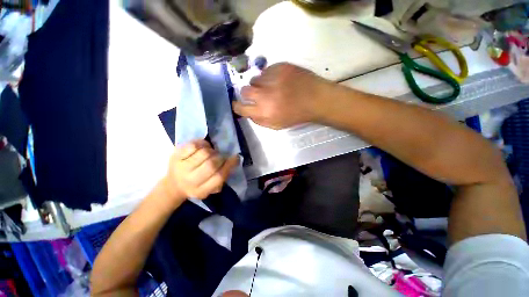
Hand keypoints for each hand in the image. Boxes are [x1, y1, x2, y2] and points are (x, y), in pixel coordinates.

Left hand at [163, 140, 238, 202]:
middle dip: (220, 158)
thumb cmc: (197, 186)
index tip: (235, 157)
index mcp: (201, 190)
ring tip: (211, 152)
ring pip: (204, 153)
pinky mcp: (175, 156)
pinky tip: (203, 147)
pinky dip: (202, 143)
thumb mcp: (211, 188)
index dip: (229, 165)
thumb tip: (234, 160)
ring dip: (211, 151)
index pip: (219, 177)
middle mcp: (190, 181)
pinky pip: (193, 145)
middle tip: (220, 156)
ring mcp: (181, 167)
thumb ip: (222, 177)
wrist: (174, 185)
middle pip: (211, 164)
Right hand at [232, 63, 333, 129]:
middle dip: (248, 94)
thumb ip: (259, 120)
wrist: (315, 99)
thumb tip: (248, 112)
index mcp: (264, 111)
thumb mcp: (276, 125)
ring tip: (272, 88)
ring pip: (255, 79)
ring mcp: (272, 78)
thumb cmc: (296, 115)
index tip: (239, 104)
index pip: (240, 107)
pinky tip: (280, 81)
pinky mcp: (279, 66)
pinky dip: (269, 76)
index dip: (237, 106)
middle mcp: (264, 94)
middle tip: (258, 95)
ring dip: (260, 84)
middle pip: (244, 90)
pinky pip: (266, 70)